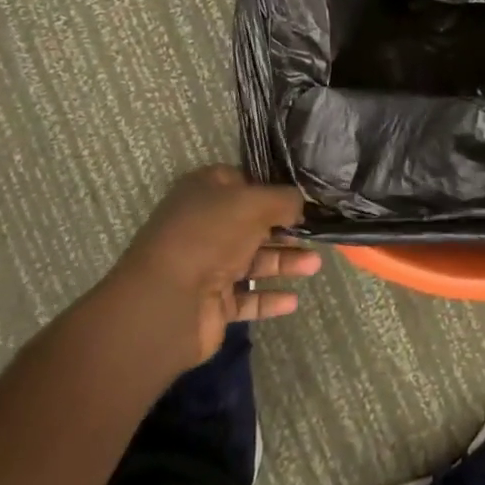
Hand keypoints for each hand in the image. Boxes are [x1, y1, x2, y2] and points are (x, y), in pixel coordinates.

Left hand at [115, 166, 318, 363]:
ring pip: (254, 261)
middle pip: (253, 224)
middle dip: (286, 228)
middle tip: (318, 232)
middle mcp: (205, 225)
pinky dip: (270, 298)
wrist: (167, 302)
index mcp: (205, 192)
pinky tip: (294, 300)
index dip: (273, 187)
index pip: (244, 181)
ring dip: (285, 262)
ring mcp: (207, 265)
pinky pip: (247, 297)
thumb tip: (300, 204)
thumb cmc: (209, 235)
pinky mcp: (212, 302)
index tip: (304, 196)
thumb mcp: (254, 202)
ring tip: (316, 265)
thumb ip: (284, 199)